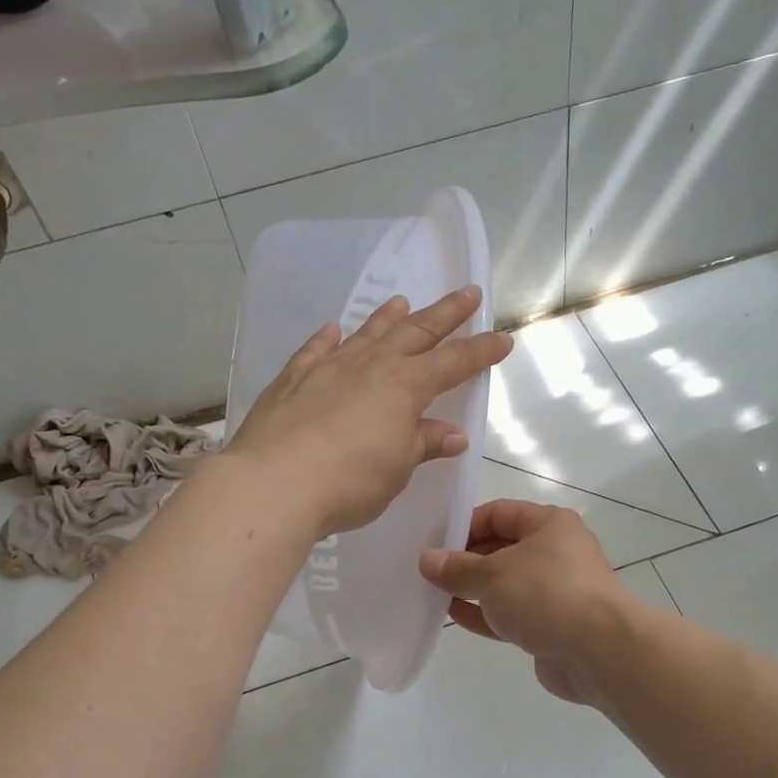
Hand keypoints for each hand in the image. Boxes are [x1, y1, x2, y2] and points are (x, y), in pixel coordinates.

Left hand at [225, 288, 512, 538]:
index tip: (502, 338)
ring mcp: (329, 367)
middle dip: (445, 314)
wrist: (275, 484)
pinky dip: (330, 337)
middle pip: (416, 332)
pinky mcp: (293, 379)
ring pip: (367, 333)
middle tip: (468, 293)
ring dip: (389, 317)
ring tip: (403, 301)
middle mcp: (370, 366)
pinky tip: (335, 329)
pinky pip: (317, 349)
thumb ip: (422, 444)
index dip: (480, 351)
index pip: (453, 363)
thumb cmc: (349, 483)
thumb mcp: (396, 469)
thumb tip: (450, 434)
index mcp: (405, 387)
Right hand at [419, 500, 628, 703]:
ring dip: (473, 589)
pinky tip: (454, 616)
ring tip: (434, 594)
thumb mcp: (492, 574)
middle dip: (466, 560)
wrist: (598, 651)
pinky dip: (486, 614)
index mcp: (550, 525)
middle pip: (503, 549)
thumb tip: (427, 559)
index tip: (435, 542)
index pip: (500, 513)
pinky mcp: (553, 626)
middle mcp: (557, 553)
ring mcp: (556, 592)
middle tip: (429, 572)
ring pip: (506, 585)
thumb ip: (457, 568)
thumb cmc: (545, 594)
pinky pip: (513, 614)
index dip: (466, 524)